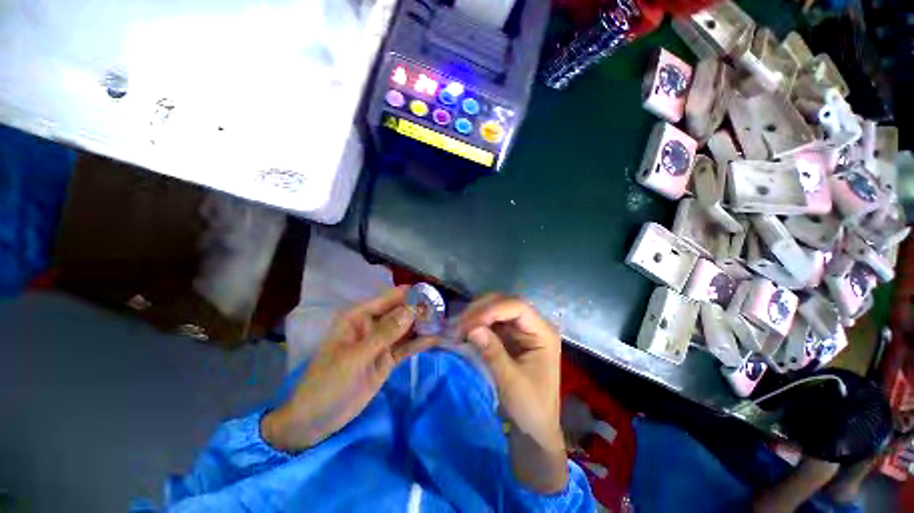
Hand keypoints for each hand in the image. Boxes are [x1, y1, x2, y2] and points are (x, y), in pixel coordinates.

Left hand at [262, 286, 436, 450]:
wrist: (315, 421)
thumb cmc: (328, 383)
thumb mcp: (355, 358)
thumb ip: (385, 334)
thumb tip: (412, 310)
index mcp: (359, 317)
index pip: (389, 299)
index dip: (411, 294)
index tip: (433, 294)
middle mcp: (373, 325)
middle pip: (401, 312)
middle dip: (421, 309)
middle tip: (444, 310)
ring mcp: (382, 342)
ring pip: (406, 328)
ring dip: (423, 325)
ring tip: (444, 321)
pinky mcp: (388, 359)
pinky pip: (406, 347)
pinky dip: (419, 343)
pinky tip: (435, 338)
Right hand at [459, 294, 567, 493]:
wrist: (535, 429)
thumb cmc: (530, 408)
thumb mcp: (511, 382)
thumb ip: (492, 352)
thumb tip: (472, 328)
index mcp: (543, 333)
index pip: (518, 307)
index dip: (492, 309)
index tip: (470, 323)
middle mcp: (533, 325)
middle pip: (506, 304)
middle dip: (481, 310)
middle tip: (459, 324)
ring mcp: (521, 330)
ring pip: (496, 310)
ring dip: (476, 315)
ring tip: (458, 327)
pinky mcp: (510, 336)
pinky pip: (492, 322)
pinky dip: (477, 324)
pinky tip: (464, 331)